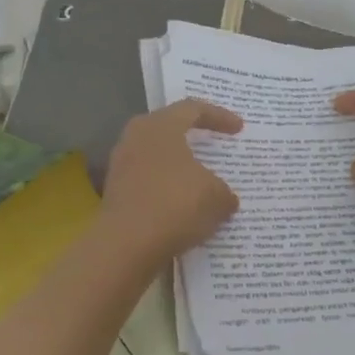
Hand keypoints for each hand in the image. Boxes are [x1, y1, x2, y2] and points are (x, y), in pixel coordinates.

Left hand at [98, 99, 243, 263]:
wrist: (126, 245)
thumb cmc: (175, 205)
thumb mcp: (215, 197)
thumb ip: (224, 191)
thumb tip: (225, 198)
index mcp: (160, 126)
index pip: (192, 109)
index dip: (219, 116)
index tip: (239, 128)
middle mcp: (136, 138)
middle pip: (169, 128)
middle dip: (193, 137)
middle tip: (213, 144)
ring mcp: (121, 165)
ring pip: (157, 157)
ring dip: (179, 167)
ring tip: (201, 181)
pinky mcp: (115, 193)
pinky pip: (148, 182)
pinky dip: (167, 189)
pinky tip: (183, 206)